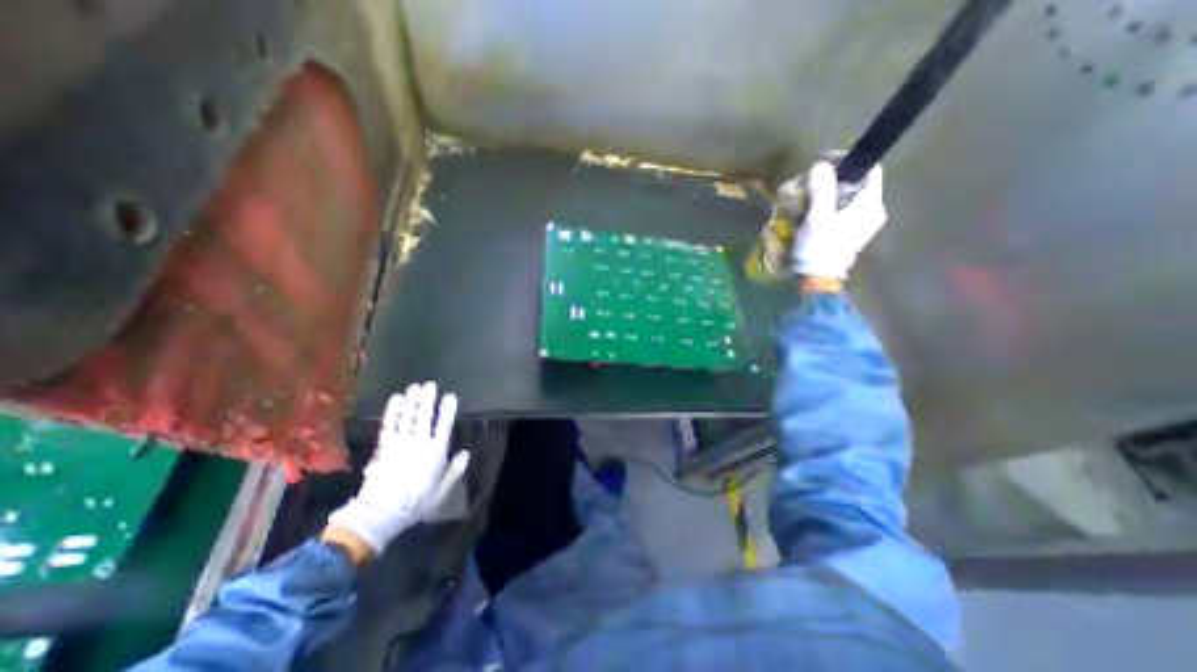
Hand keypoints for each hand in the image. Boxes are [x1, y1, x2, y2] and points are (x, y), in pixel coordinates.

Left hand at [327, 382, 470, 559]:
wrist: (381, 513)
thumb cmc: (417, 502)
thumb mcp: (442, 490)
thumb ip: (455, 470)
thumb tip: (466, 452)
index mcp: (436, 452)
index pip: (444, 425)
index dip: (447, 410)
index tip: (450, 396)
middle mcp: (419, 442)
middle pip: (424, 416)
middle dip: (427, 399)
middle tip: (430, 384)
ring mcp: (400, 443)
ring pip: (407, 417)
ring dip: (411, 401)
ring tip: (415, 387)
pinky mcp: (384, 446)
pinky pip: (389, 425)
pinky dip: (392, 411)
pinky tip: (396, 399)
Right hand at [794, 159, 882, 280]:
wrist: (818, 279)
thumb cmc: (820, 248)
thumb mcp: (818, 217)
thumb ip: (822, 190)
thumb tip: (821, 165)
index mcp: (870, 204)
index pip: (870, 170)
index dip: (847, 162)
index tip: (823, 164)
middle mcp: (873, 211)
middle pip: (857, 184)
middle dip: (833, 180)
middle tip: (810, 183)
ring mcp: (863, 224)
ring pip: (849, 197)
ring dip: (828, 194)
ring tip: (807, 197)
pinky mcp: (852, 233)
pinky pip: (843, 210)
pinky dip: (829, 207)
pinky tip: (812, 212)